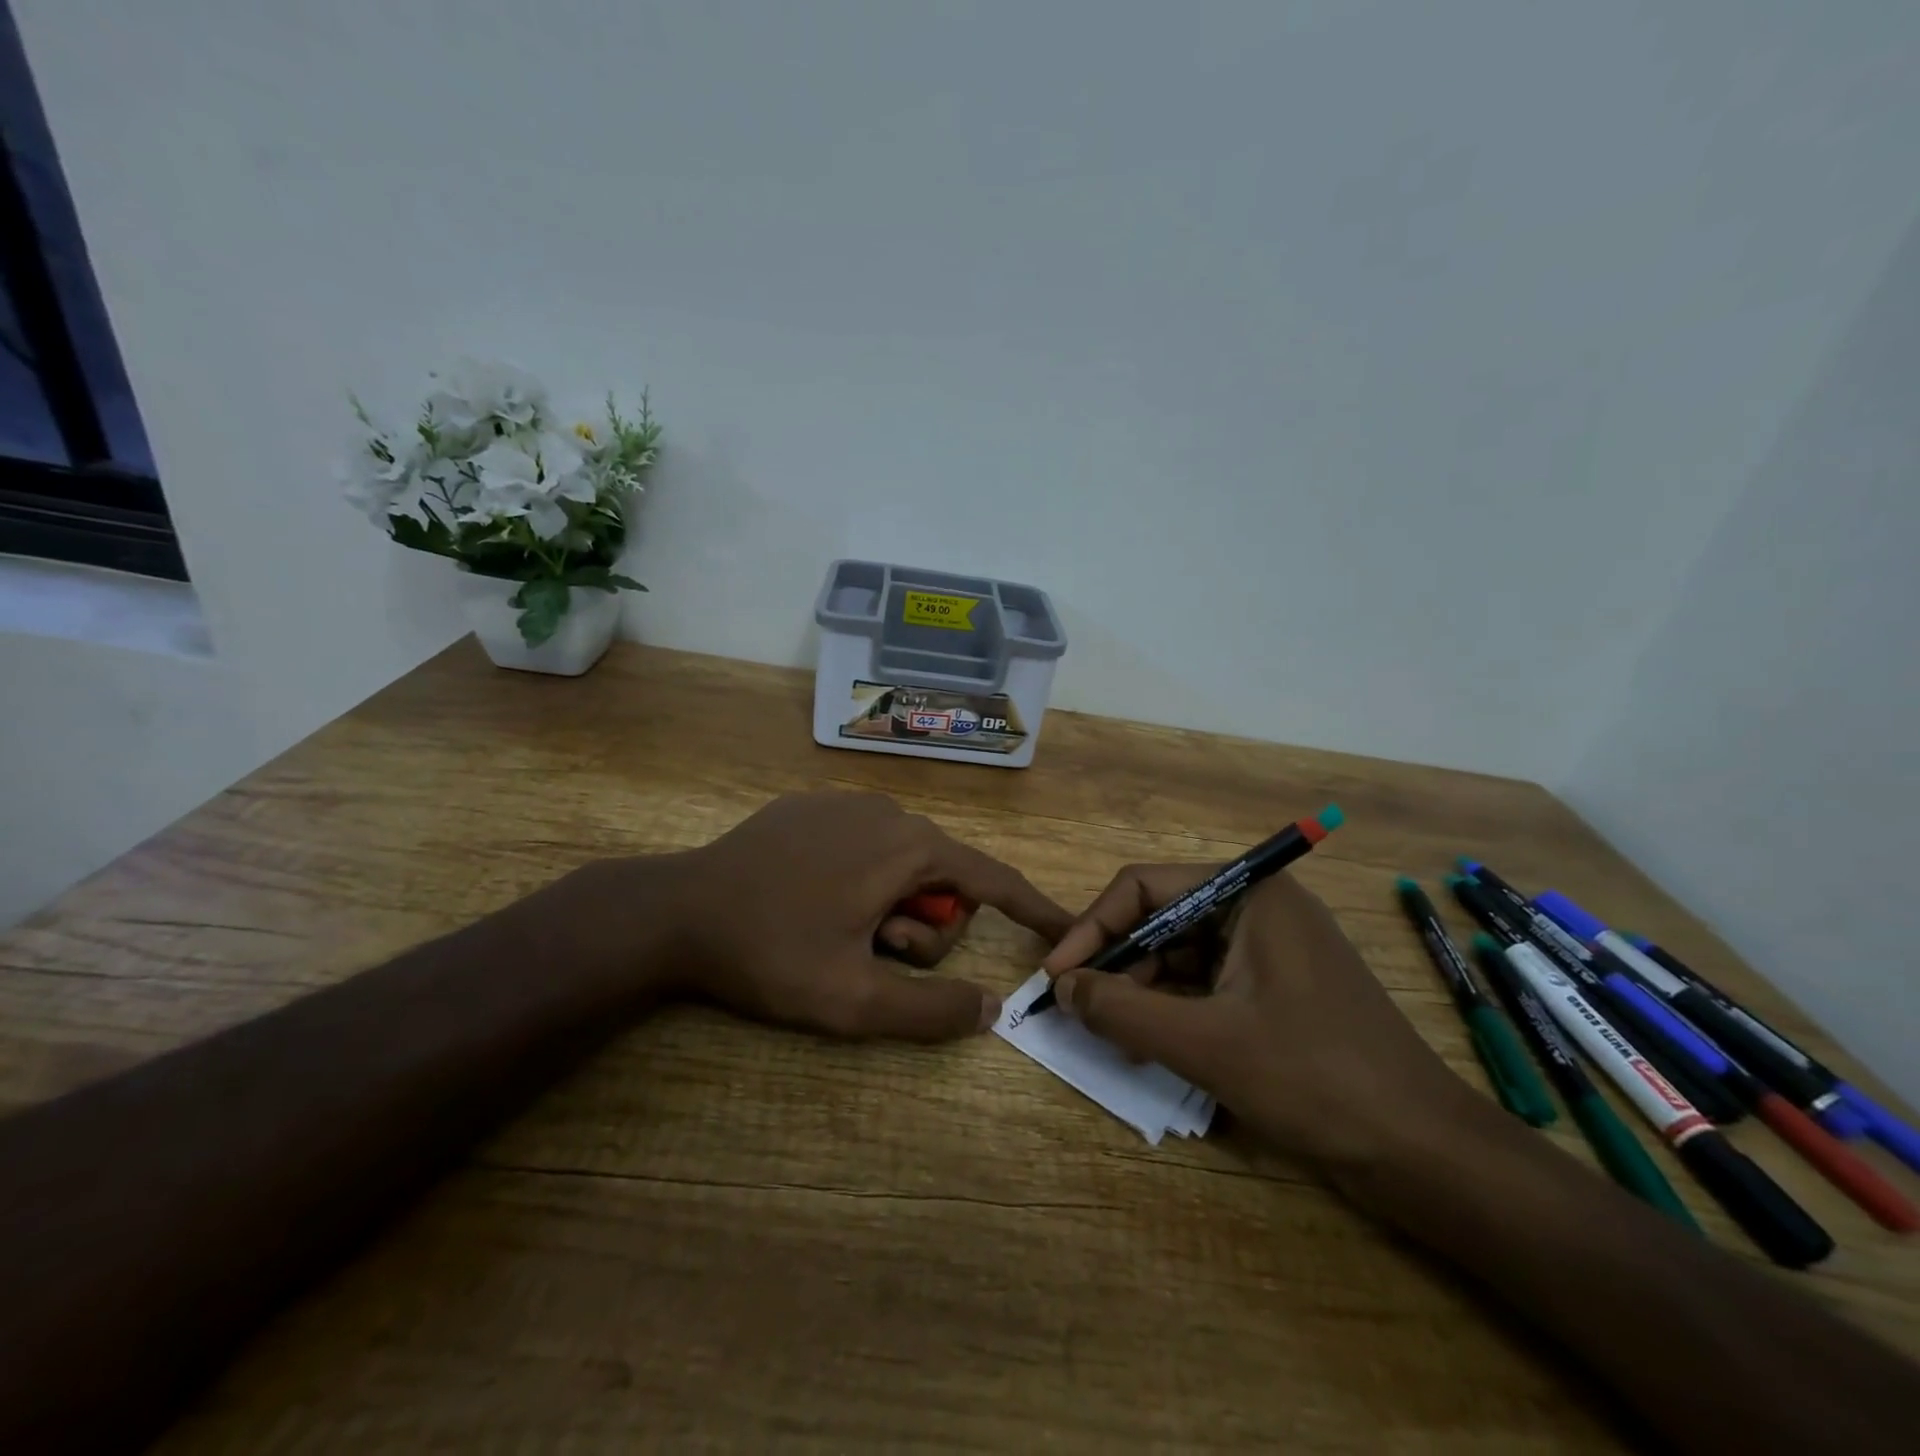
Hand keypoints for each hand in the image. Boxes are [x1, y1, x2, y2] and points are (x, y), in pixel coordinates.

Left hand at [563, 792, 1070, 1041]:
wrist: (677, 910)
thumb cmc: (771, 953)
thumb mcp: (854, 1000)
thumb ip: (931, 1010)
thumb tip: (992, 1008)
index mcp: (910, 848)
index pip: (993, 879)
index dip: (1034, 908)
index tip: (1065, 929)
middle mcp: (890, 811)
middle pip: (943, 879)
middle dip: (923, 927)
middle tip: (872, 955)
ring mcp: (848, 802)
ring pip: (903, 863)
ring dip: (888, 907)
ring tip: (837, 931)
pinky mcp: (814, 806)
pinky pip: (866, 845)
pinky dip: (862, 880)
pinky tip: (813, 901)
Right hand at [1043, 868, 1476, 1167]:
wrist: (1425, 1154)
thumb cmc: (1315, 1079)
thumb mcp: (1205, 1043)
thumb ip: (1123, 1009)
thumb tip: (1060, 986)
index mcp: (1248, 893)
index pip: (1145, 887)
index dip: (1093, 927)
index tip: (1056, 974)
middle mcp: (1258, 907)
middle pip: (1162, 918)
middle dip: (1117, 962)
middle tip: (1078, 1007)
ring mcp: (1271, 949)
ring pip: (1182, 953)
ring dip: (1142, 989)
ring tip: (1110, 1032)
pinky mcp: (1278, 988)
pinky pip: (1207, 983)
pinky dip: (1173, 1008)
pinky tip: (1150, 1043)